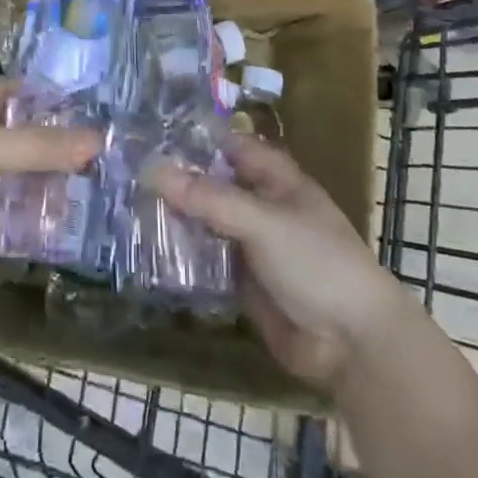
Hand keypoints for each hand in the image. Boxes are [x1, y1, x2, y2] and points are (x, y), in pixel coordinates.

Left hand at [0, 79, 99, 299]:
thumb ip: (40, 146)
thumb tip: (98, 140)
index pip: (8, 94)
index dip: (44, 99)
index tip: (86, 109)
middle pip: (14, 143)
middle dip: (51, 151)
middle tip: (100, 159)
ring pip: (10, 185)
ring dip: (43, 190)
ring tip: (93, 194)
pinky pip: (1, 225)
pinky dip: (27, 227)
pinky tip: (64, 231)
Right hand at [148, 137, 405, 388]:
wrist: (353, 345)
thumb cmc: (317, 264)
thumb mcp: (263, 222)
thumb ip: (209, 198)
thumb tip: (152, 169)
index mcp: (275, 179)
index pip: (228, 145)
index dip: (194, 137)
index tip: (148, 131)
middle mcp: (260, 205)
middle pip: (212, 184)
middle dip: (175, 179)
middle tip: (125, 171)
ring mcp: (250, 244)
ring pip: (205, 222)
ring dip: (174, 218)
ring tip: (124, 206)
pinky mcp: (241, 282)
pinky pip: (205, 260)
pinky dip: (181, 255)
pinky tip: (146, 249)